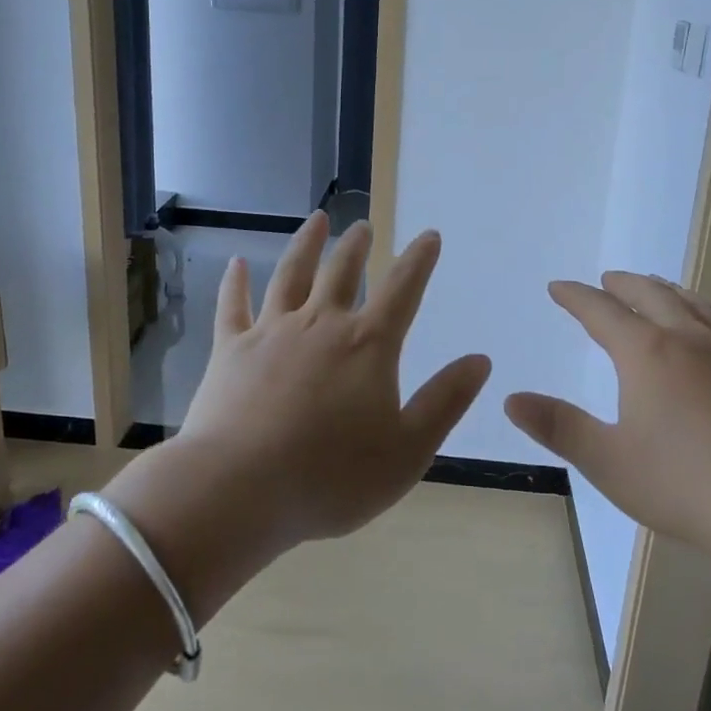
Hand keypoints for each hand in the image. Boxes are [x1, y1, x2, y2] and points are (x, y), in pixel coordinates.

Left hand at [131, 213, 491, 559]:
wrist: (240, 490)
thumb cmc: (331, 478)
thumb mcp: (407, 451)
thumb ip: (445, 402)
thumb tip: (480, 360)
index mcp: (367, 346)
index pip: (402, 290)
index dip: (419, 260)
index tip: (429, 235)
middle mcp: (320, 325)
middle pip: (342, 272)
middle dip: (357, 246)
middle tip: (363, 226)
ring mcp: (271, 332)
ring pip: (291, 274)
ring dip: (306, 244)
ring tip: (317, 220)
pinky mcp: (230, 349)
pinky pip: (233, 305)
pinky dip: (236, 282)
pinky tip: (237, 263)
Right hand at [503, 272, 710, 569]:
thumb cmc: (691, 486)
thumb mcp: (610, 463)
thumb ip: (559, 427)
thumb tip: (511, 398)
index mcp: (647, 354)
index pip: (601, 311)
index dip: (576, 297)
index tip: (558, 287)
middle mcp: (689, 340)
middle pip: (651, 296)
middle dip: (623, 285)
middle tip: (606, 280)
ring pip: (694, 305)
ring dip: (667, 291)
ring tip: (655, 288)